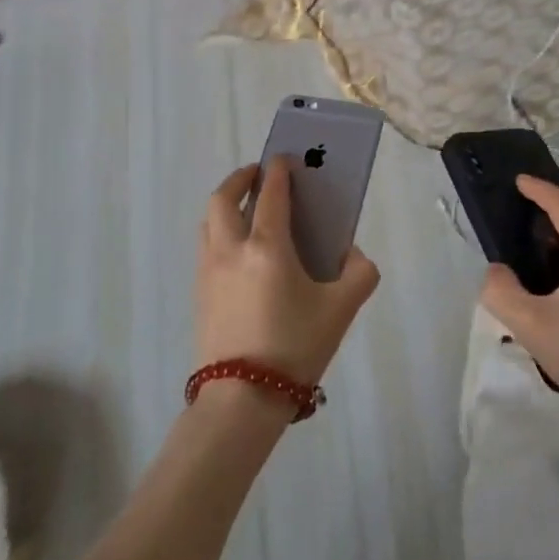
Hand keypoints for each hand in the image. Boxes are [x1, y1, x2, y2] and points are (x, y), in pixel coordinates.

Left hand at [196, 161, 379, 390]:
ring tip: (247, 209)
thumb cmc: (295, 347)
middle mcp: (231, 249)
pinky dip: (219, 231)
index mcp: (267, 246)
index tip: (285, 159)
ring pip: (209, 221)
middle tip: (259, 176)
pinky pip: (205, 246)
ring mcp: (209, 271)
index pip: (270, 194)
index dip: (278, 171)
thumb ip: (359, 274)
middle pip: (224, 198)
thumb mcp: (342, 310)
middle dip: (241, 179)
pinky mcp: (199, 293)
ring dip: (226, 204)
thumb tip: (352, 255)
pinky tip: (238, 251)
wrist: (242, 400)